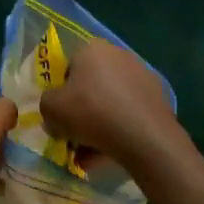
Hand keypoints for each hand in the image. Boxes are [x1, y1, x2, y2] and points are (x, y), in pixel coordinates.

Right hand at [39, 39, 183, 169]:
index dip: (62, 92)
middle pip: (91, 85)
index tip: (61, 114)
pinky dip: (119, 130)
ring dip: (99, 124)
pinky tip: (112, 153)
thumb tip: (55, 113)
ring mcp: (142, 76)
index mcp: (92, 49)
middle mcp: (118, 55)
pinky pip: (129, 113)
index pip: (68, 67)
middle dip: (81, 110)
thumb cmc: (91, 112)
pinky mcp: (157, 97)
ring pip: (110, 102)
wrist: (143, 135)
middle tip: (74, 135)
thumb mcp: (51, 109)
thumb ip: (46, 105)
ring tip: (91, 154)